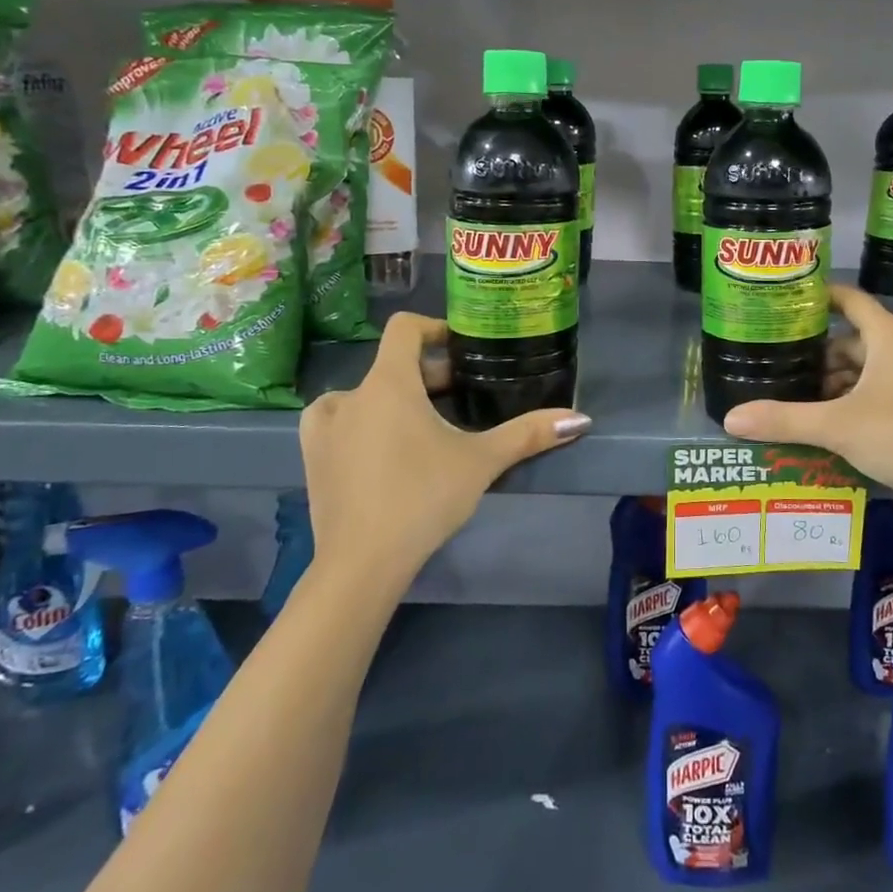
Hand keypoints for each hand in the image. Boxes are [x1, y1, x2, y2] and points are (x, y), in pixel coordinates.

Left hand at [298, 313, 589, 582]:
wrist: (361, 563)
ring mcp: (324, 427)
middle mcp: (350, 394)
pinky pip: (340, 421)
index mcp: (388, 383)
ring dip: (395, 399)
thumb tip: (580, 419)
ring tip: (425, 425)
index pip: (404, 328)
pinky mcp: (312, 457)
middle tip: (462, 398)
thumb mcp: (482, 461)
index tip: (462, 347)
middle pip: (392, 365)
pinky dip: (364, 423)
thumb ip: (528, 434)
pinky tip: (382, 449)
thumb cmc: (423, 497)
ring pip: (366, 394)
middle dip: (428, 375)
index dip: (434, 328)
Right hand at [722, 284, 892, 505]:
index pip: (849, 299)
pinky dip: (859, 396)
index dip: (819, 297)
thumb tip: (730, 418)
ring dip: (839, 379)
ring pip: (871, 366)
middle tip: (783, 366)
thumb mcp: (837, 426)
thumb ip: (783, 419)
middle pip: (856, 338)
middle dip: (820, 353)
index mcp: (890, 336)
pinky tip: (837, 422)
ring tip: (803, 399)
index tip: (788, 303)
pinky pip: (885, 387)